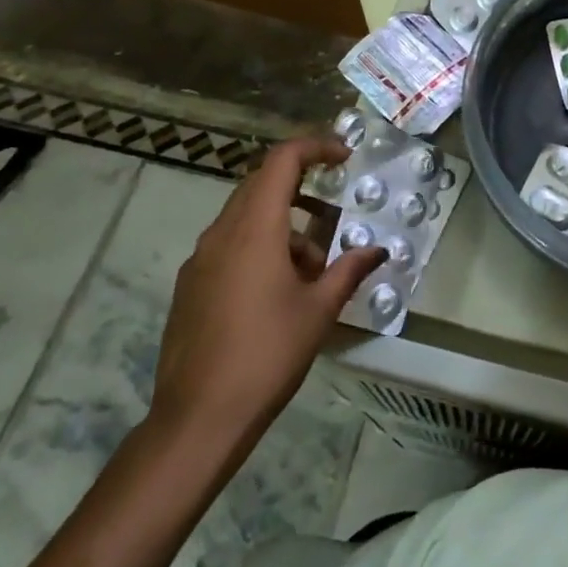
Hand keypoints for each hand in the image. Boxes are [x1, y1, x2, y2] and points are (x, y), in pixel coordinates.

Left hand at [148, 136, 385, 469]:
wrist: (198, 418)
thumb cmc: (267, 355)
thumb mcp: (319, 311)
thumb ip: (349, 271)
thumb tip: (378, 250)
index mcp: (255, 229)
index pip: (282, 161)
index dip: (315, 148)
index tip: (344, 157)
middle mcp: (222, 233)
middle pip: (261, 183)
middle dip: (301, 186)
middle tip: (334, 210)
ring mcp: (200, 259)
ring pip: (245, 216)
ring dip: (283, 224)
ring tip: (313, 267)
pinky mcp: (190, 285)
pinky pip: (229, 244)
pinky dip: (259, 246)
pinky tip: (279, 289)